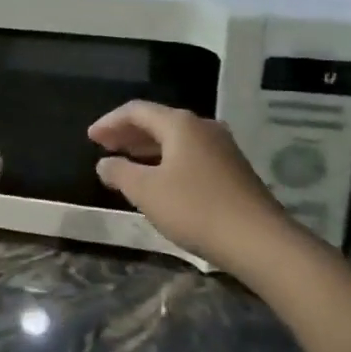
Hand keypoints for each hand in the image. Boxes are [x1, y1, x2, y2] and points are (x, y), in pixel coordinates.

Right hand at [88, 101, 290, 270]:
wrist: (259, 240)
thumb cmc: (196, 209)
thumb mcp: (147, 192)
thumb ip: (120, 173)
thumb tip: (104, 163)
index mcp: (180, 124)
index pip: (136, 110)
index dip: (110, 122)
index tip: (90, 137)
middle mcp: (202, 127)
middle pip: (158, 121)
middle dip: (128, 133)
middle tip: (104, 147)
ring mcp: (222, 147)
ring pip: (176, 139)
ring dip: (148, 147)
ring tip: (127, 162)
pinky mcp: (233, 169)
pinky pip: (191, 153)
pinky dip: (167, 159)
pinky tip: (160, 179)